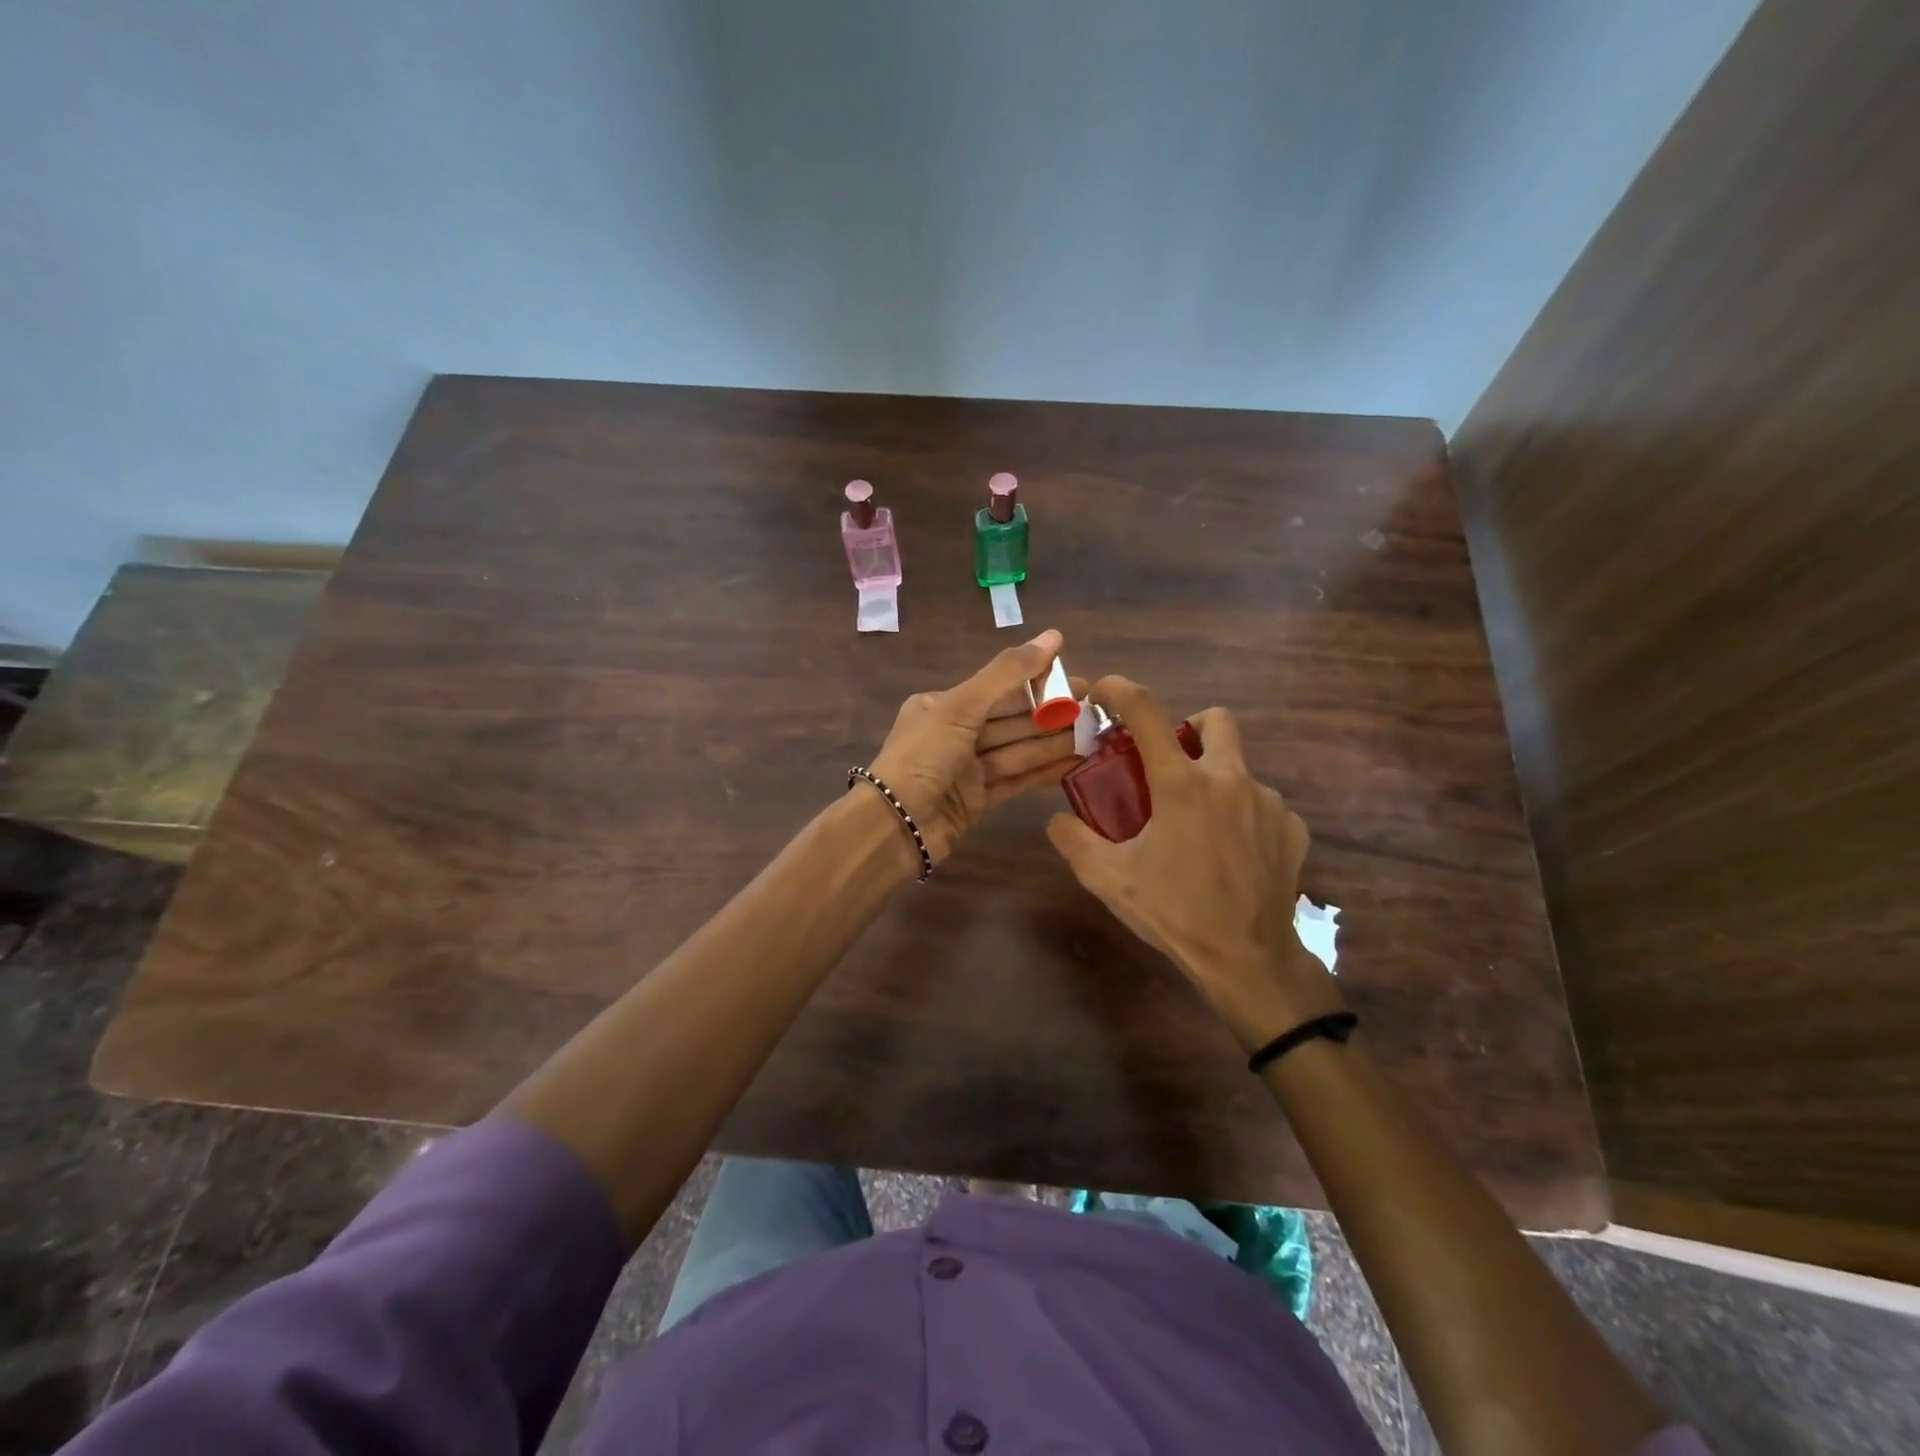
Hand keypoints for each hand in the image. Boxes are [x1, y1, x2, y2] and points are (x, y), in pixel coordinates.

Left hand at [866, 629, 1083, 861]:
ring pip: (1019, 750)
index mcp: (944, 705)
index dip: (1040, 683)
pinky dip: (1043, 771)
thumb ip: (1008, 673)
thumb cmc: (923, 757)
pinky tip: (1074, 763)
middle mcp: (955, 733)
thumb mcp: (962, 706)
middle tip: (1097, 710)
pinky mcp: (978, 800)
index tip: (1079, 682)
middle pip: (1012, 720)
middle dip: (1052, 715)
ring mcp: (967, 769)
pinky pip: (1016, 779)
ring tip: (1094, 735)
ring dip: (1054, 743)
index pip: (1000, 689)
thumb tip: (1054, 636)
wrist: (895, 826)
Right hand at [1045, 676, 1345, 1049]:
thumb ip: (1074, 841)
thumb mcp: (1108, 879)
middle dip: (1190, 727)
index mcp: (1182, 784)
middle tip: (1170, 761)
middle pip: (1216, 720)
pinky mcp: (1292, 830)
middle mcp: (1230, 780)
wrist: (1248, 960)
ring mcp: (1269, 803)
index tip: (1104, 691)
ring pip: (1239, 770)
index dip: (1121, 690)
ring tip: (1198, 829)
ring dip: (1215, 783)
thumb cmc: (1174, 912)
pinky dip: (1242, 817)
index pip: (1147, 712)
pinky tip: (1231, 854)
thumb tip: (1056, 819)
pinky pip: (1263, 806)